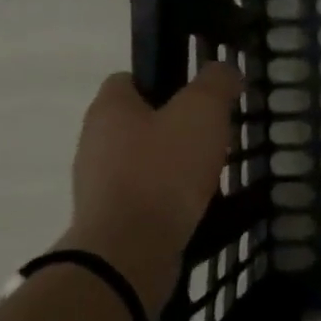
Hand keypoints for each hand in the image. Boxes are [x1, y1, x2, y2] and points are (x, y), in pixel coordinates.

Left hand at [56, 63, 243, 311]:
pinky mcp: (111, 219)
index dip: (165, 80)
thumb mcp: (202, 112)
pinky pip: (146, 197)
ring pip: (145, 162)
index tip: (198, 96)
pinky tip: (196, 207)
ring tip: (211, 175)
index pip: (130, 78)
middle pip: (140, 122)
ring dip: (175, 166)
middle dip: (177, 127)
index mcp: (109, 108)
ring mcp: (99, 184)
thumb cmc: (163, 170)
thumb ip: (216, 83)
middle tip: (213, 136)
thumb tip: (225, 69)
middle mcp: (95, 142)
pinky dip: (170, 199)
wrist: (130, 251)